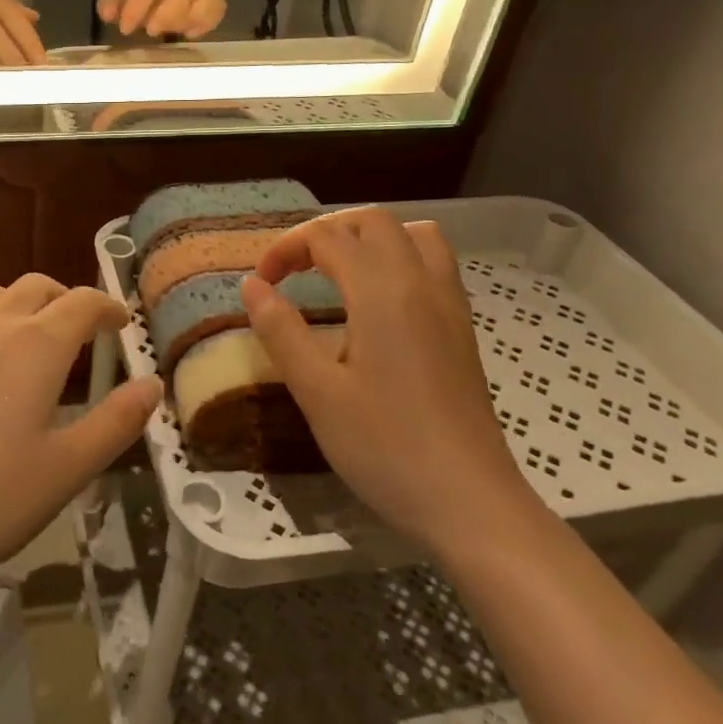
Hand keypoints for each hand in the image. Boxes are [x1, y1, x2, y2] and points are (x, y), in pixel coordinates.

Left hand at [0, 274, 161, 589]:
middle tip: (83, 329)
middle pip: (35, 286)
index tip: (121, 323)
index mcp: (36, 346)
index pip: (82, 302)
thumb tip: (152, 385)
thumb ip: (116, 422)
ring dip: (21, 305)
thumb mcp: (68, 469)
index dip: (107, 307)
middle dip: (66, 298)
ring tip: (31, 339)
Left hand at [97, 0, 225, 38]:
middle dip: (169, 12)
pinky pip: (219, 2)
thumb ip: (110, 0)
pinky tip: (191, 34)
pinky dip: (210, 20)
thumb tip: (109, 14)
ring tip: (178, 33)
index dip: (137, 6)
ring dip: (194, 15)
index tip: (125, 28)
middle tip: (152, 31)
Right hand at [240, 209, 543, 557]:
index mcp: (382, 293)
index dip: (285, 249)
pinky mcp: (462, 330)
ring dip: (368, 239)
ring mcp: (450, 306)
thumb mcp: (317, 392)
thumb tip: (252, 286)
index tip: (260, 284)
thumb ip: (281, 331)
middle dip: (324, 232)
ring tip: (336, 272)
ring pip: (413, 235)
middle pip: (373, 221)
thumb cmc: (385, 447)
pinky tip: (377, 303)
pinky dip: (398, 259)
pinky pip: (433, 265)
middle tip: (292, 270)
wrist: (470, 502)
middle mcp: (421, 284)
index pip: (327, 237)